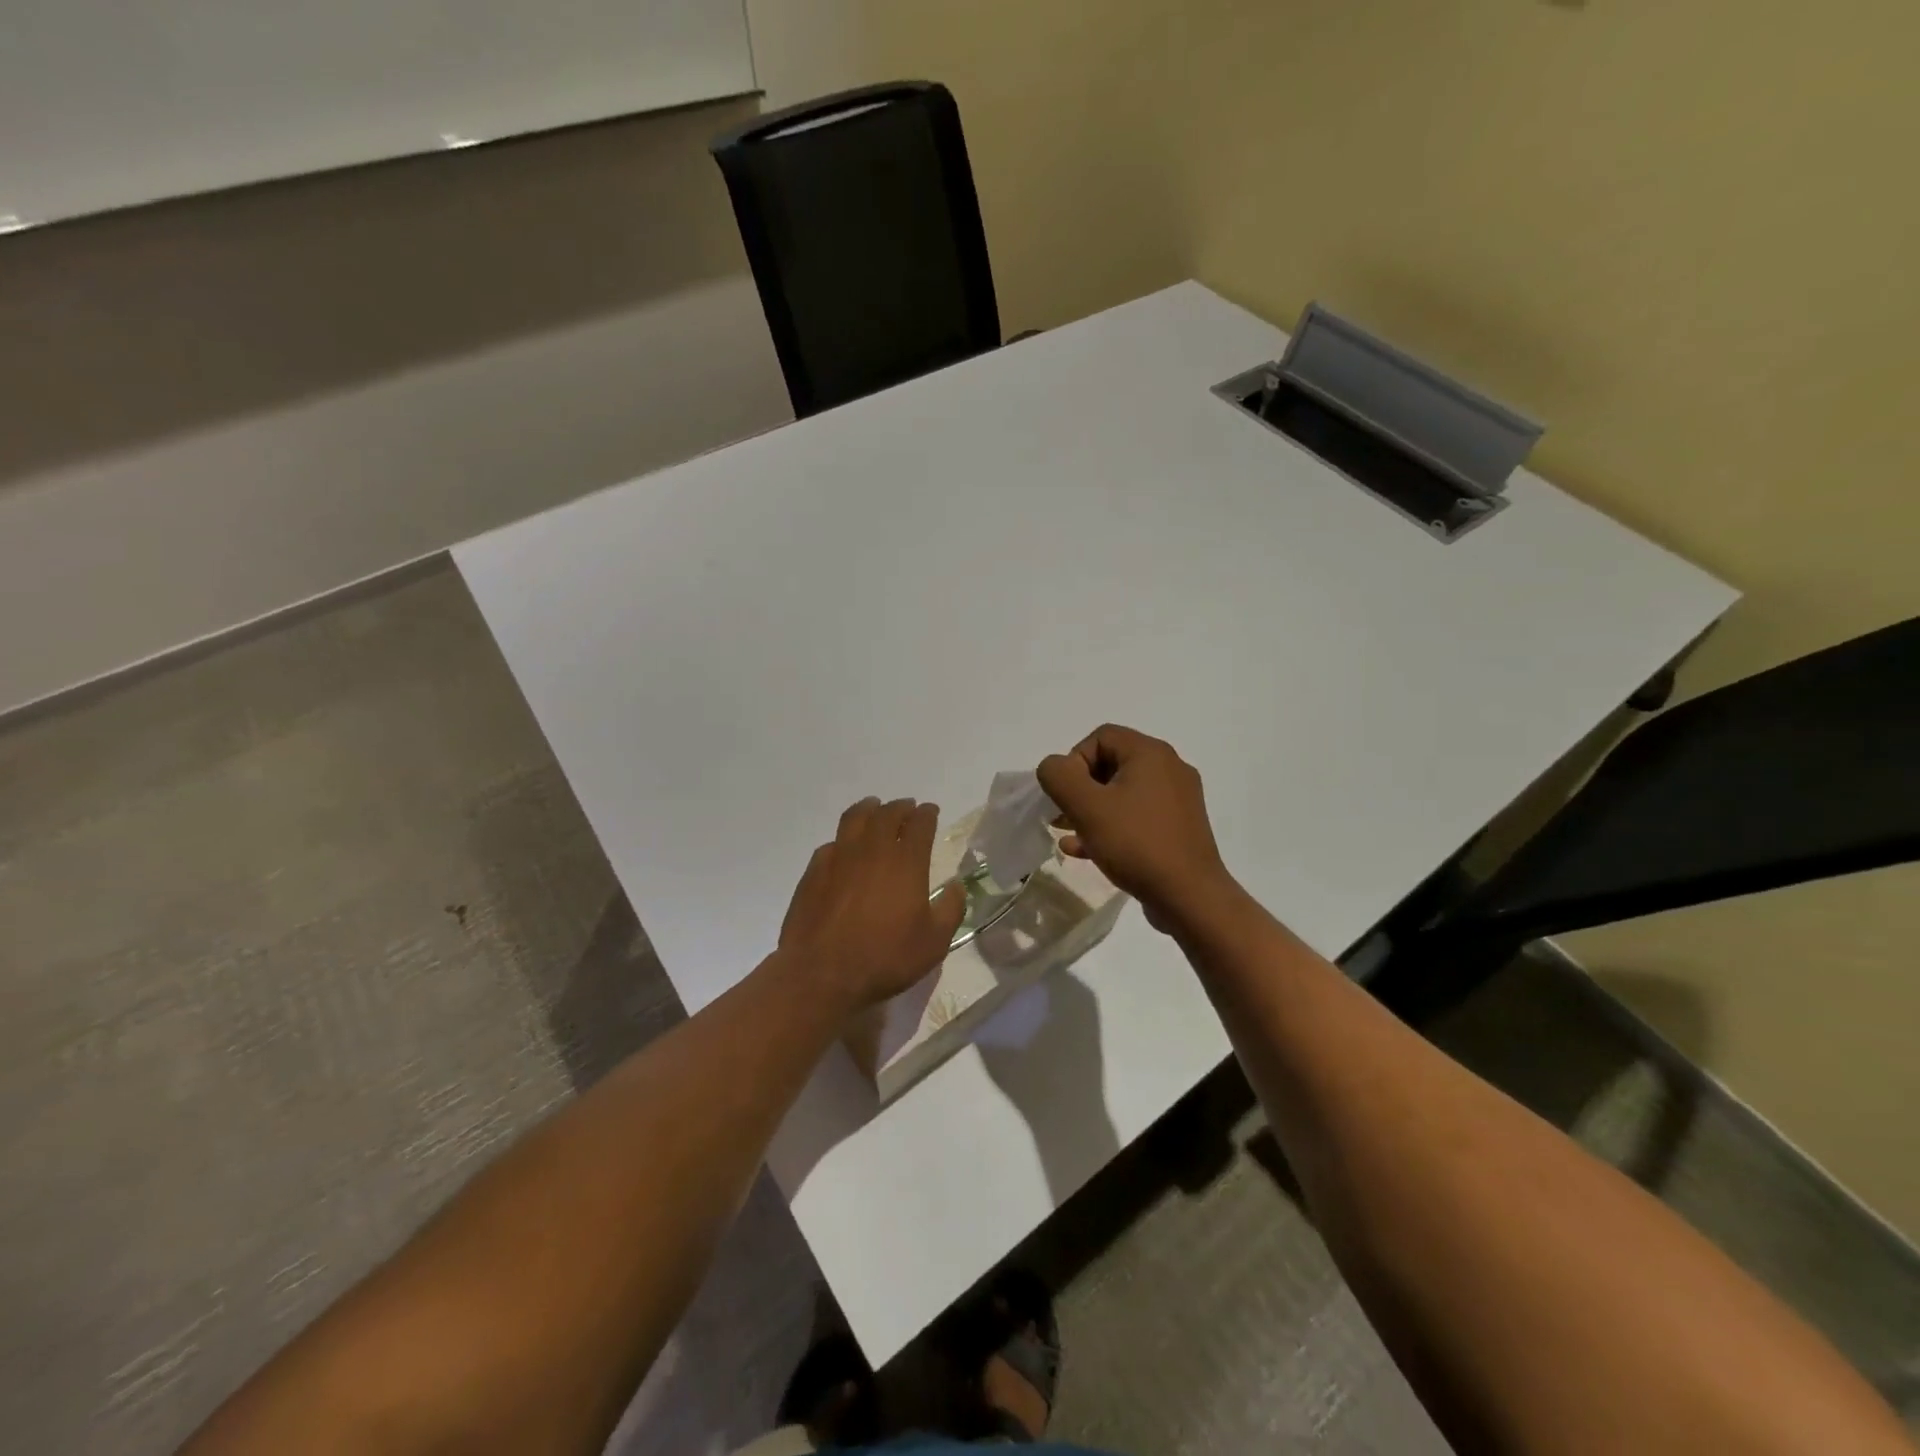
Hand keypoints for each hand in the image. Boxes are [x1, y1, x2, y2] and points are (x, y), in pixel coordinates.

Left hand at [778, 797, 967, 1014]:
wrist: (821, 973)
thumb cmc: (885, 958)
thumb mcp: (934, 942)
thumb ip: (951, 909)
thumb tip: (956, 886)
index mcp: (905, 862)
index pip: (920, 824)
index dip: (927, 814)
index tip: (931, 811)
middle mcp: (872, 850)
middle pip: (887, 813)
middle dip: (901, 807)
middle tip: (907, 808)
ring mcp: (839, 857)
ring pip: (855, 818)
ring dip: (869, 809)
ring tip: (875, 808)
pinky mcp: (814, 871)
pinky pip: (831, 843)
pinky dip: (843, 839)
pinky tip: (844, 849)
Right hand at [1037, 725, 1235, 931]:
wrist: (1189, 897)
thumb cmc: (1136, 843)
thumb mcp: (1086, 807)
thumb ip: (1059, 776)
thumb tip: (1053, 767)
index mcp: (1151, 753)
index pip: (1100, 737)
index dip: (1074, 761)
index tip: (1065, 794)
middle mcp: (1169, 768)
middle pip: (1111, 763)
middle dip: (1079, 788)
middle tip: (1060, 815)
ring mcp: (1177, 800)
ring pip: (1122, 793)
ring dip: (1091, 810)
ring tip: (1068, 834)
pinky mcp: (1178, 828)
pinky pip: (1137, 816)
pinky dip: (1110, 826)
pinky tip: (1085, 851)